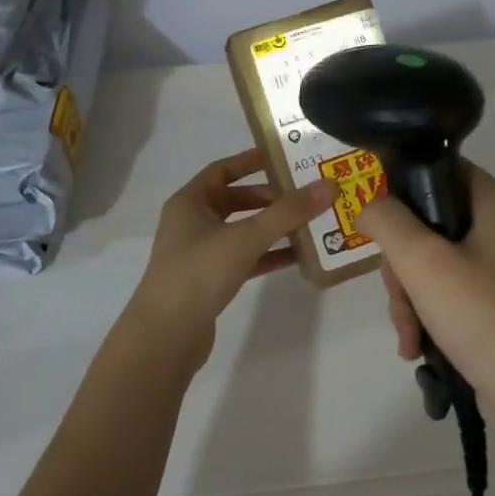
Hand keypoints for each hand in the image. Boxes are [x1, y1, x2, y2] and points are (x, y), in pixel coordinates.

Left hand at [120, 148, 334, 365]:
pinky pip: (245, 258)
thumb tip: (328, 186)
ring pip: (243, 231)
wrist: (166, 337)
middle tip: (306, 195)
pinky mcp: (211, 281)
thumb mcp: (246, 237)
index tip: (286, 158)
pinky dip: (268, 255)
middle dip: (271, 198)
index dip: (252, 161)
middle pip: (237, 200)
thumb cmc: (199, 273)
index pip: (223, 170)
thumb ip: (287, 213)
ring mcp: (201, 253)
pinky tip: (298, 257)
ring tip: (310, 223)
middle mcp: (192, 222)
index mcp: (190, 201)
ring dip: (273, 227)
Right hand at [356, 163, 494, 417]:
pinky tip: (417, 349)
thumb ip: (387, 221)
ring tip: (409, 336)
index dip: (403, 188)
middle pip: (428, 223)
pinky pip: (447, 297)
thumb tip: (370, 205)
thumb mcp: (423, 261)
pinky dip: (428, 318)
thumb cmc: (485, 316)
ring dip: (409, 298)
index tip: (378, 223)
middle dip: (401, 264)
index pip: (441, 170)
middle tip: (399, 295)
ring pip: (432, 265)